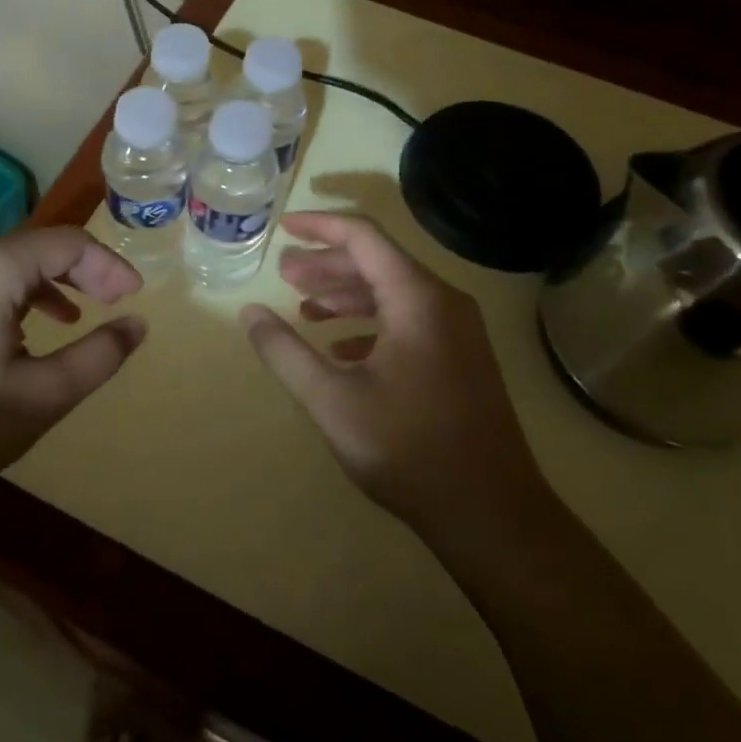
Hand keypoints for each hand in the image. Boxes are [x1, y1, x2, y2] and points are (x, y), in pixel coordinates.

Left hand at [0, 228, 146, 505]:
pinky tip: (24, 336)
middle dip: (83, 272)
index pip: (68, 243)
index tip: (136, 299)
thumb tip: (137, 325)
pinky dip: (17, 300)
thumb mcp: (40, 397)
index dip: (110, 266)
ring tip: (78, 318)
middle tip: (115, 304)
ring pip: (9, 267)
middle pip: (38, 248)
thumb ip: (97, 356)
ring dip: (50, 285)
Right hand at [241, 212, 554, 542]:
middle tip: (284, 273)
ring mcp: (457, 332)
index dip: (319, 227)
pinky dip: (369, 324)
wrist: (491, 514)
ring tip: (304, 308)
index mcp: (417, 298)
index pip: (364, 238)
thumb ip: (285, 352)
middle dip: (327, 264)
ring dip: (346, 295)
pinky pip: (407, 322)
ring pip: (392, 293)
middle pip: (378, 262)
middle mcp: (442, 303)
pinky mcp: (459, 359)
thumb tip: (249, 314)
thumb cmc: (408, 448)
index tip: (283, 228)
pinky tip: (340, 349)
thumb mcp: (332, 400)